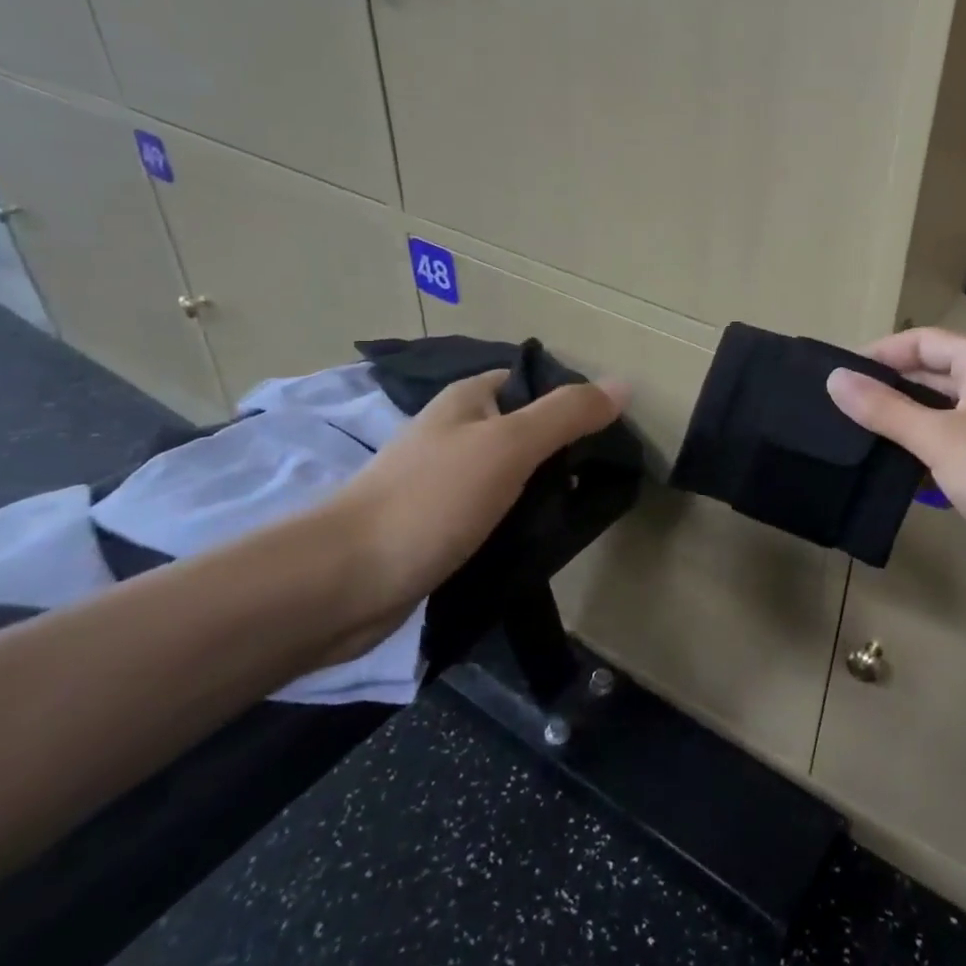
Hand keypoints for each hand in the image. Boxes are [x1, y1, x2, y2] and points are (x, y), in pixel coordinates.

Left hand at [320, 369, 627, 657]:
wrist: (342, 582)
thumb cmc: (430, 500)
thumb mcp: (509, 446)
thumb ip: (566, 415)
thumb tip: (624, 384)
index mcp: (469, 400)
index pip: (534, 383)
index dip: (573, 400)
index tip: (611, 431)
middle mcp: (456, 432)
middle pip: (526, 430)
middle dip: (565, 451)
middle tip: (604, 476)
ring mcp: (445, 481)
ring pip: (512, 475)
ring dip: (544, 490)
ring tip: (584, 509)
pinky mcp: (439, 525)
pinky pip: (494, 512)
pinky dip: (520, 520)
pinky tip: (544, 538)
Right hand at [825, 328, 965, 586]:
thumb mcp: (940, 439)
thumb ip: (885, 409)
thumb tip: (836, 379)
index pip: (922, 341)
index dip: (879, 353)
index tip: (839, 375)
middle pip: (932, 375)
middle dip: (888, 390)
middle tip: (839, 409)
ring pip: (943, 413)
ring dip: (905, 424)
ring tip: (857, 439)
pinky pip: (956, 444)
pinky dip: (928, 452)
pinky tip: (897, 473)